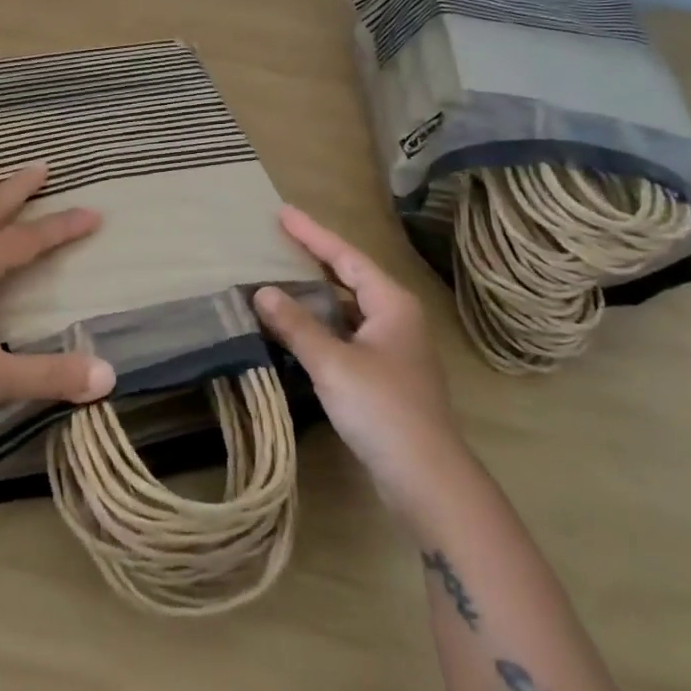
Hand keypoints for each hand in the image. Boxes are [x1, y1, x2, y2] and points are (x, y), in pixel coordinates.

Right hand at [255, 206, 465, 507]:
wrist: (427, 478)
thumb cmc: (383, 409)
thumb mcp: (333, 363)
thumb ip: (296, 326)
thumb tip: (263, 292)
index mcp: (391, 303)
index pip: (346, 256)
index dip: (312, 233)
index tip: (282, 212)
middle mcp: (396, 317)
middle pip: (350, 276)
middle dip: (315, 256)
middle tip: (278, 238)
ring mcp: (392, 347)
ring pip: (347, 306)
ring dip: (316, 292)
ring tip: (280, 275)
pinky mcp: (384, 374)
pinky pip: (346, 332)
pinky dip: (320, 322)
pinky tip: (297, 327)